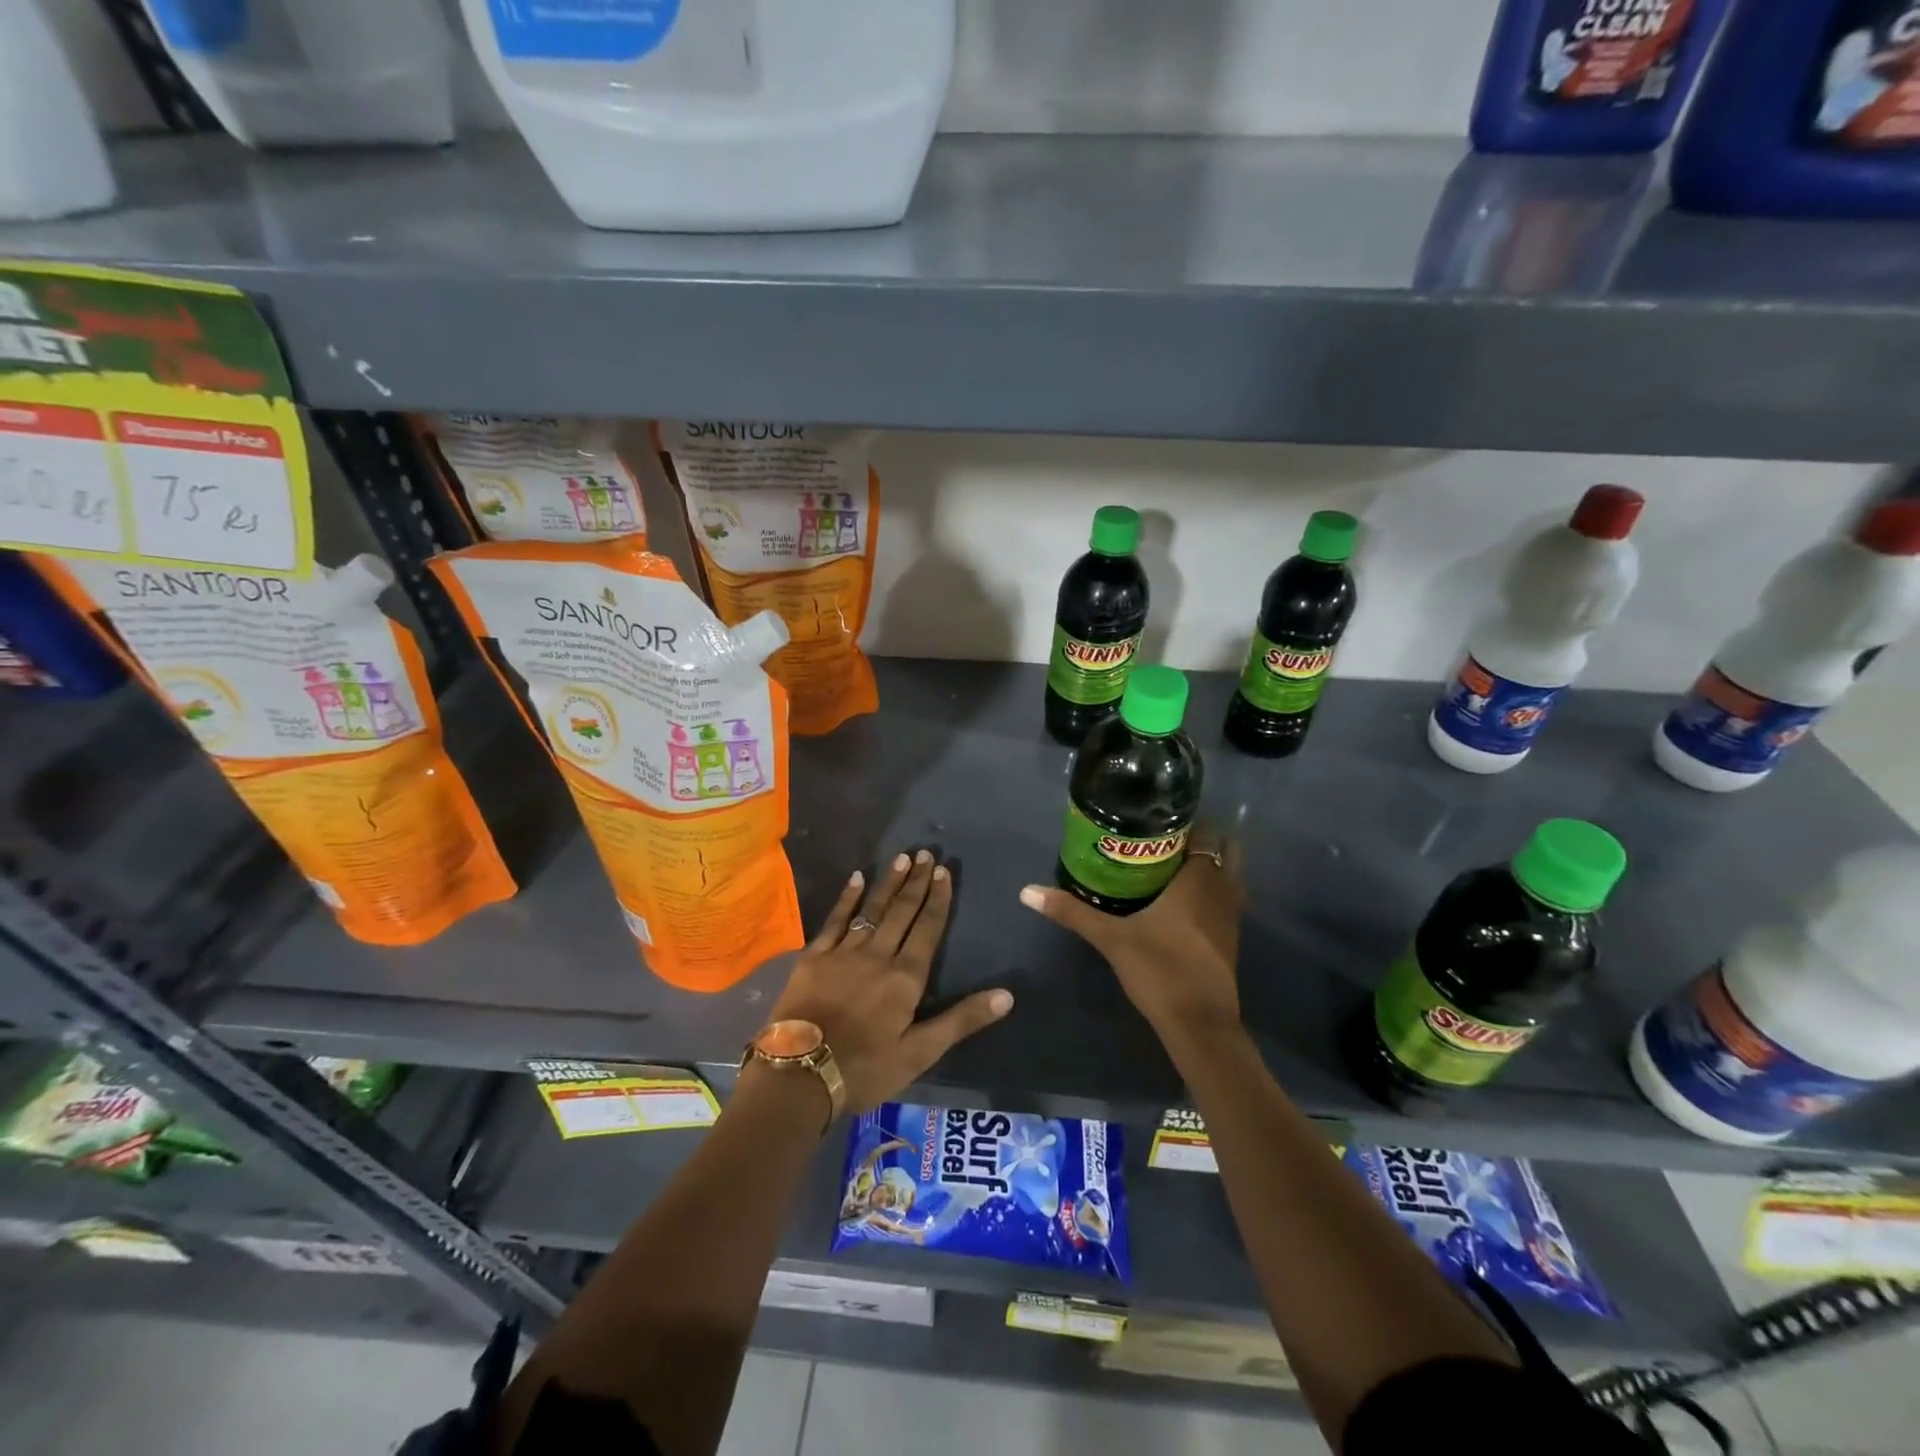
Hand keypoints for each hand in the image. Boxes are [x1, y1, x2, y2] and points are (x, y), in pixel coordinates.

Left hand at [769, 849, 1013, 1114]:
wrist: (799, 1077)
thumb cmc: (865, 1069)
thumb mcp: (920, 1053)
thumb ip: (961, 1020)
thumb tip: (1007, 995)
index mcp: (905, 978)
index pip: (927, 928)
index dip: (938, 899)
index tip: (944, 871)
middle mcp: (877, 955)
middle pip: (901, 912)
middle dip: (916, 882)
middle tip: (925, 853)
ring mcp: (843, 953)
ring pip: (872, 910)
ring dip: (888, 883)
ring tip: (901, 858)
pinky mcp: (814, 958)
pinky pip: (834, 920)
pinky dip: (847, 898)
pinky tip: (856, 878)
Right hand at [1018, 833, 1242, 1043]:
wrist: (1200, 1025)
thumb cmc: (1160, 970)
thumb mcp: (1111, 938)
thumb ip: (1072, 912)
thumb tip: (1028, 891)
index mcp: (1199, 879)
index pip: (1208, 831)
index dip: (1190, 820)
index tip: (1159, 817)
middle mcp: (1222, 890)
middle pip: (1225, 848)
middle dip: (1201, 839)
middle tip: (1162, 839)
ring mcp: (1231, 917)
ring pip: (1229, 876)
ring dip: (1208, 865)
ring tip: (1168, 864)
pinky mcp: (1230, 940)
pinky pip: (1225, 900)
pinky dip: (1210, 891)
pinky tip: (1180, 901)